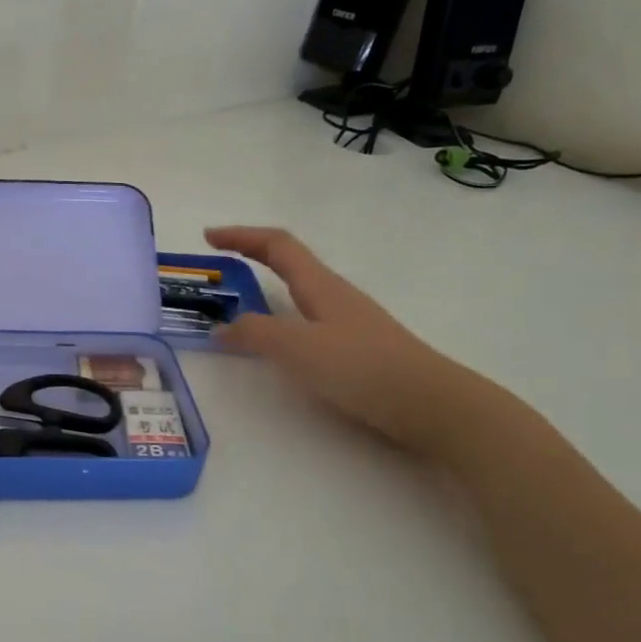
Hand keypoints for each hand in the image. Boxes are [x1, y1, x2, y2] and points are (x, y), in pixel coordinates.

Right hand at [205, 225, 492, 454]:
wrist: (432, 405)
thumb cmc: (362, 367)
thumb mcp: (297, 348)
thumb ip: (255, 333)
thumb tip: (223, 327)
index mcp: (320, 285)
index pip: (276, 245)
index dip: (241, 236)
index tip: (208, 236)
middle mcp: (334, 295)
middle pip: (289, 263)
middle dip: (251, 258)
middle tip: (219, 269)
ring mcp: (348, 322)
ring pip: (299, 293)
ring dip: (265, 290)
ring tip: (238, 308)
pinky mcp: (356, 349)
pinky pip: (307, 321)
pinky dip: (280, 321)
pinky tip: (277, 345)